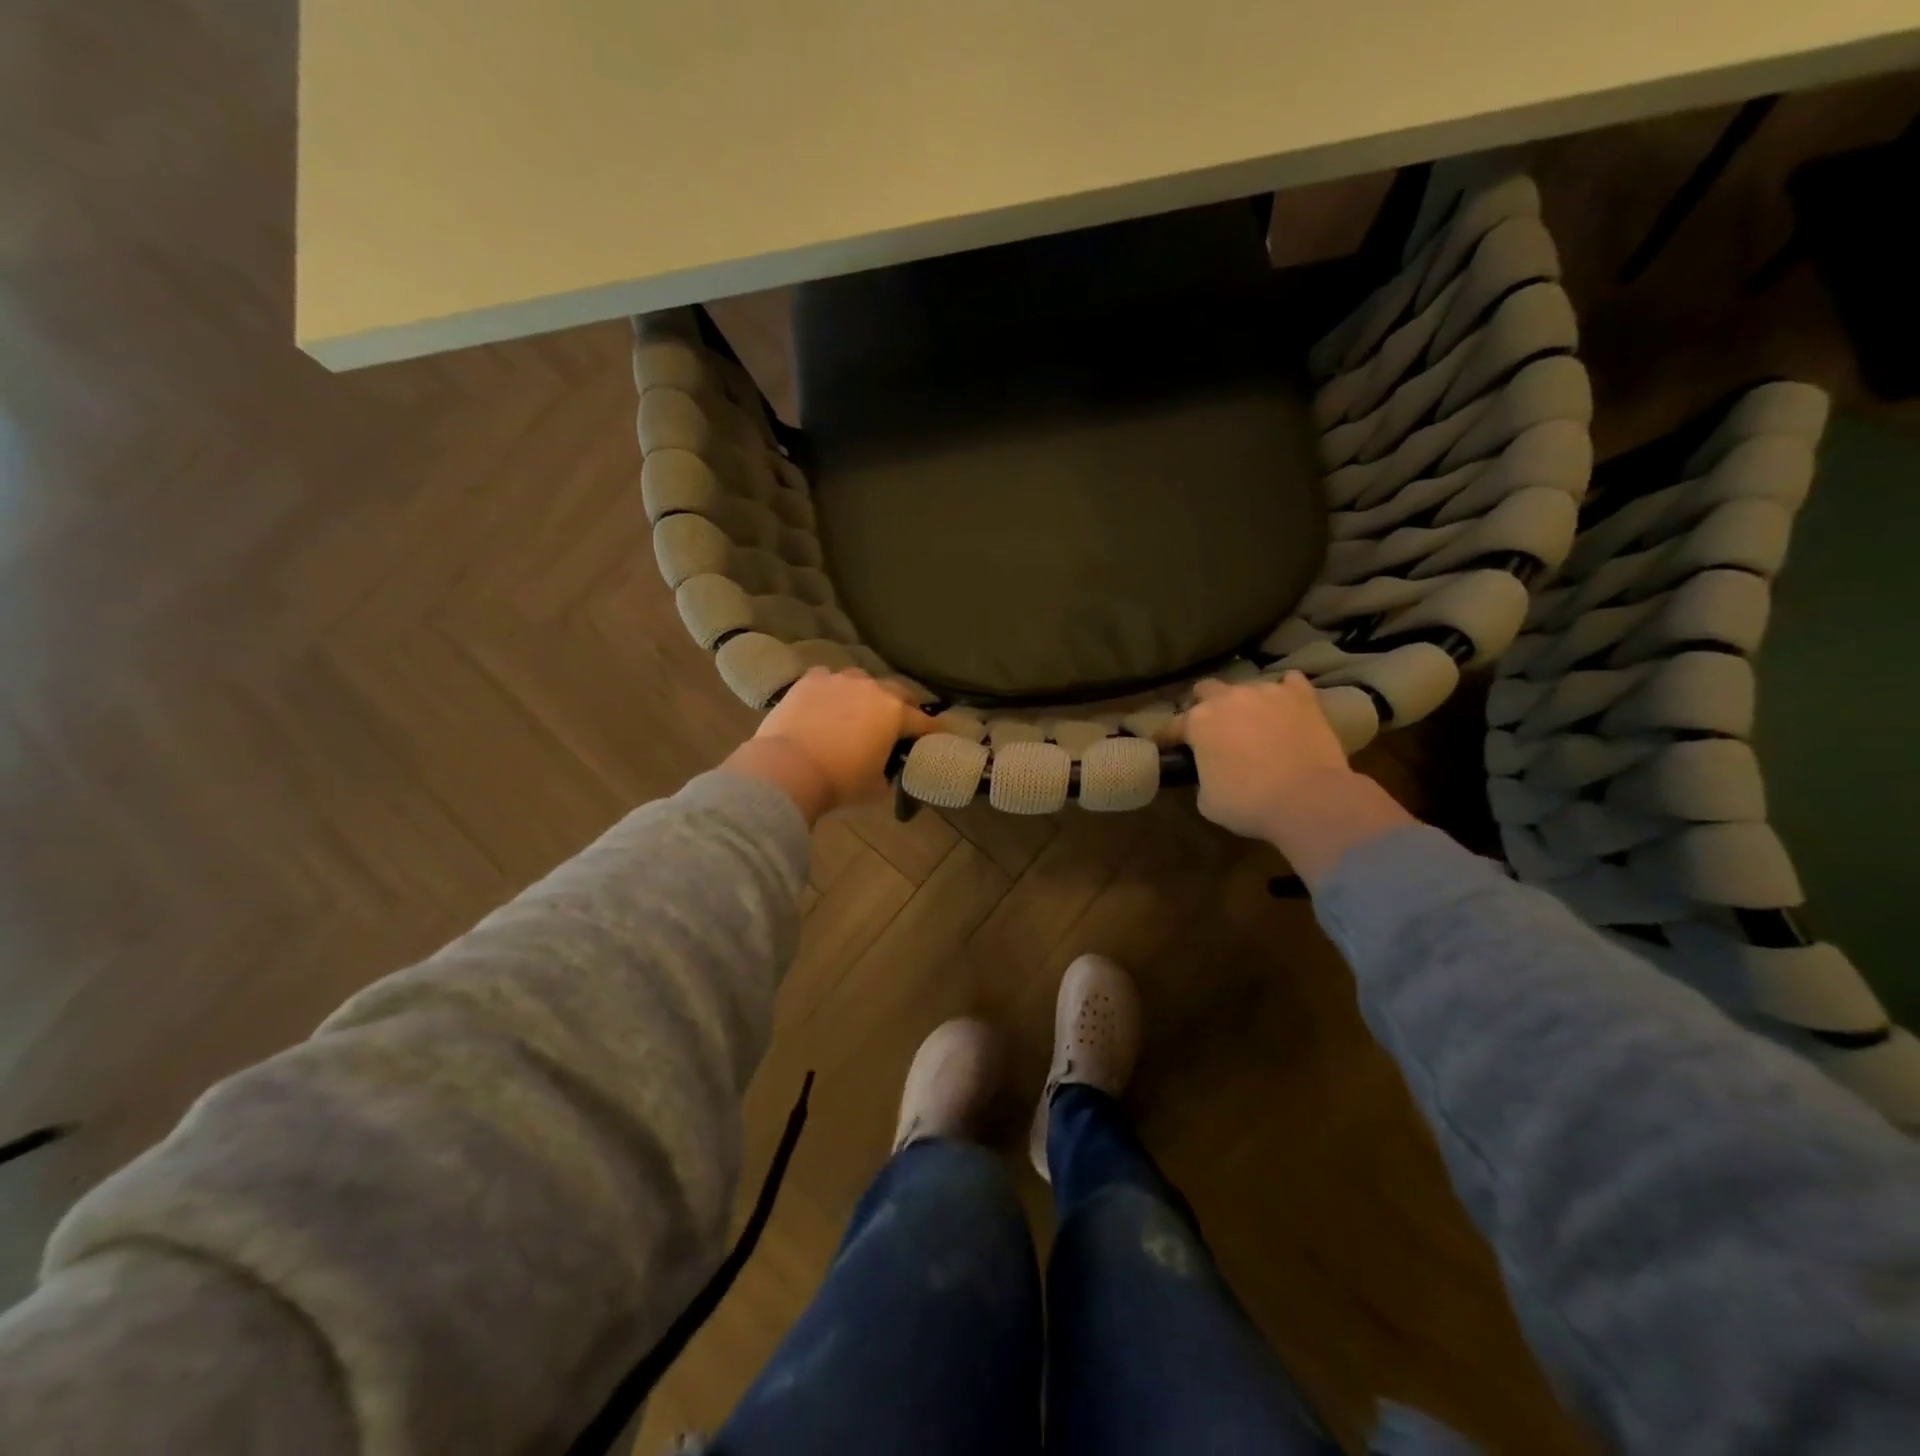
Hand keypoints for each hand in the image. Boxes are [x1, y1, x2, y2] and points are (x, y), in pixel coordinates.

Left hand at [724, 669, 937, 822]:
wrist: (788, 767)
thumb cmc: (839, 781)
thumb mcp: (875, 787)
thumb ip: (888, 772)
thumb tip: (886, 769)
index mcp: (894, 713)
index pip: (923, 721)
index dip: (932, 730)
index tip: (937, 735)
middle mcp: (872, 688)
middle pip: (898, 691)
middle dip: (904, 704)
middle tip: (902, 718)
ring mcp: (840, 680)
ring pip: (862, 680)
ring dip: (866, 693)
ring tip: (860, 707)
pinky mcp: (811, 680)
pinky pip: (829, 679)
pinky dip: (833, 690)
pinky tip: (826, 702)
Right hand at [1173, 672, 1413, 884]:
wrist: (1308, 799)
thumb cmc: (1249, 803)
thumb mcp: (1207, 800)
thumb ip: (1202, 776)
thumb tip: (1209, 770)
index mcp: (1198, 722)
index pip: (1172, 726)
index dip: (1168, 738)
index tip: (1167, 747)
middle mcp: (1228, 698)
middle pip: (1206, 689)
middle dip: (1205, 705)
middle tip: (1214, 728)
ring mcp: (1266, 692)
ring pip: (1247, 687)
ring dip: (1245, 702)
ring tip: (1254, 721)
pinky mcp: (1301, 696)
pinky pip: (1290, 683)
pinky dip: (1285, 693)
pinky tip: (1287, 706)